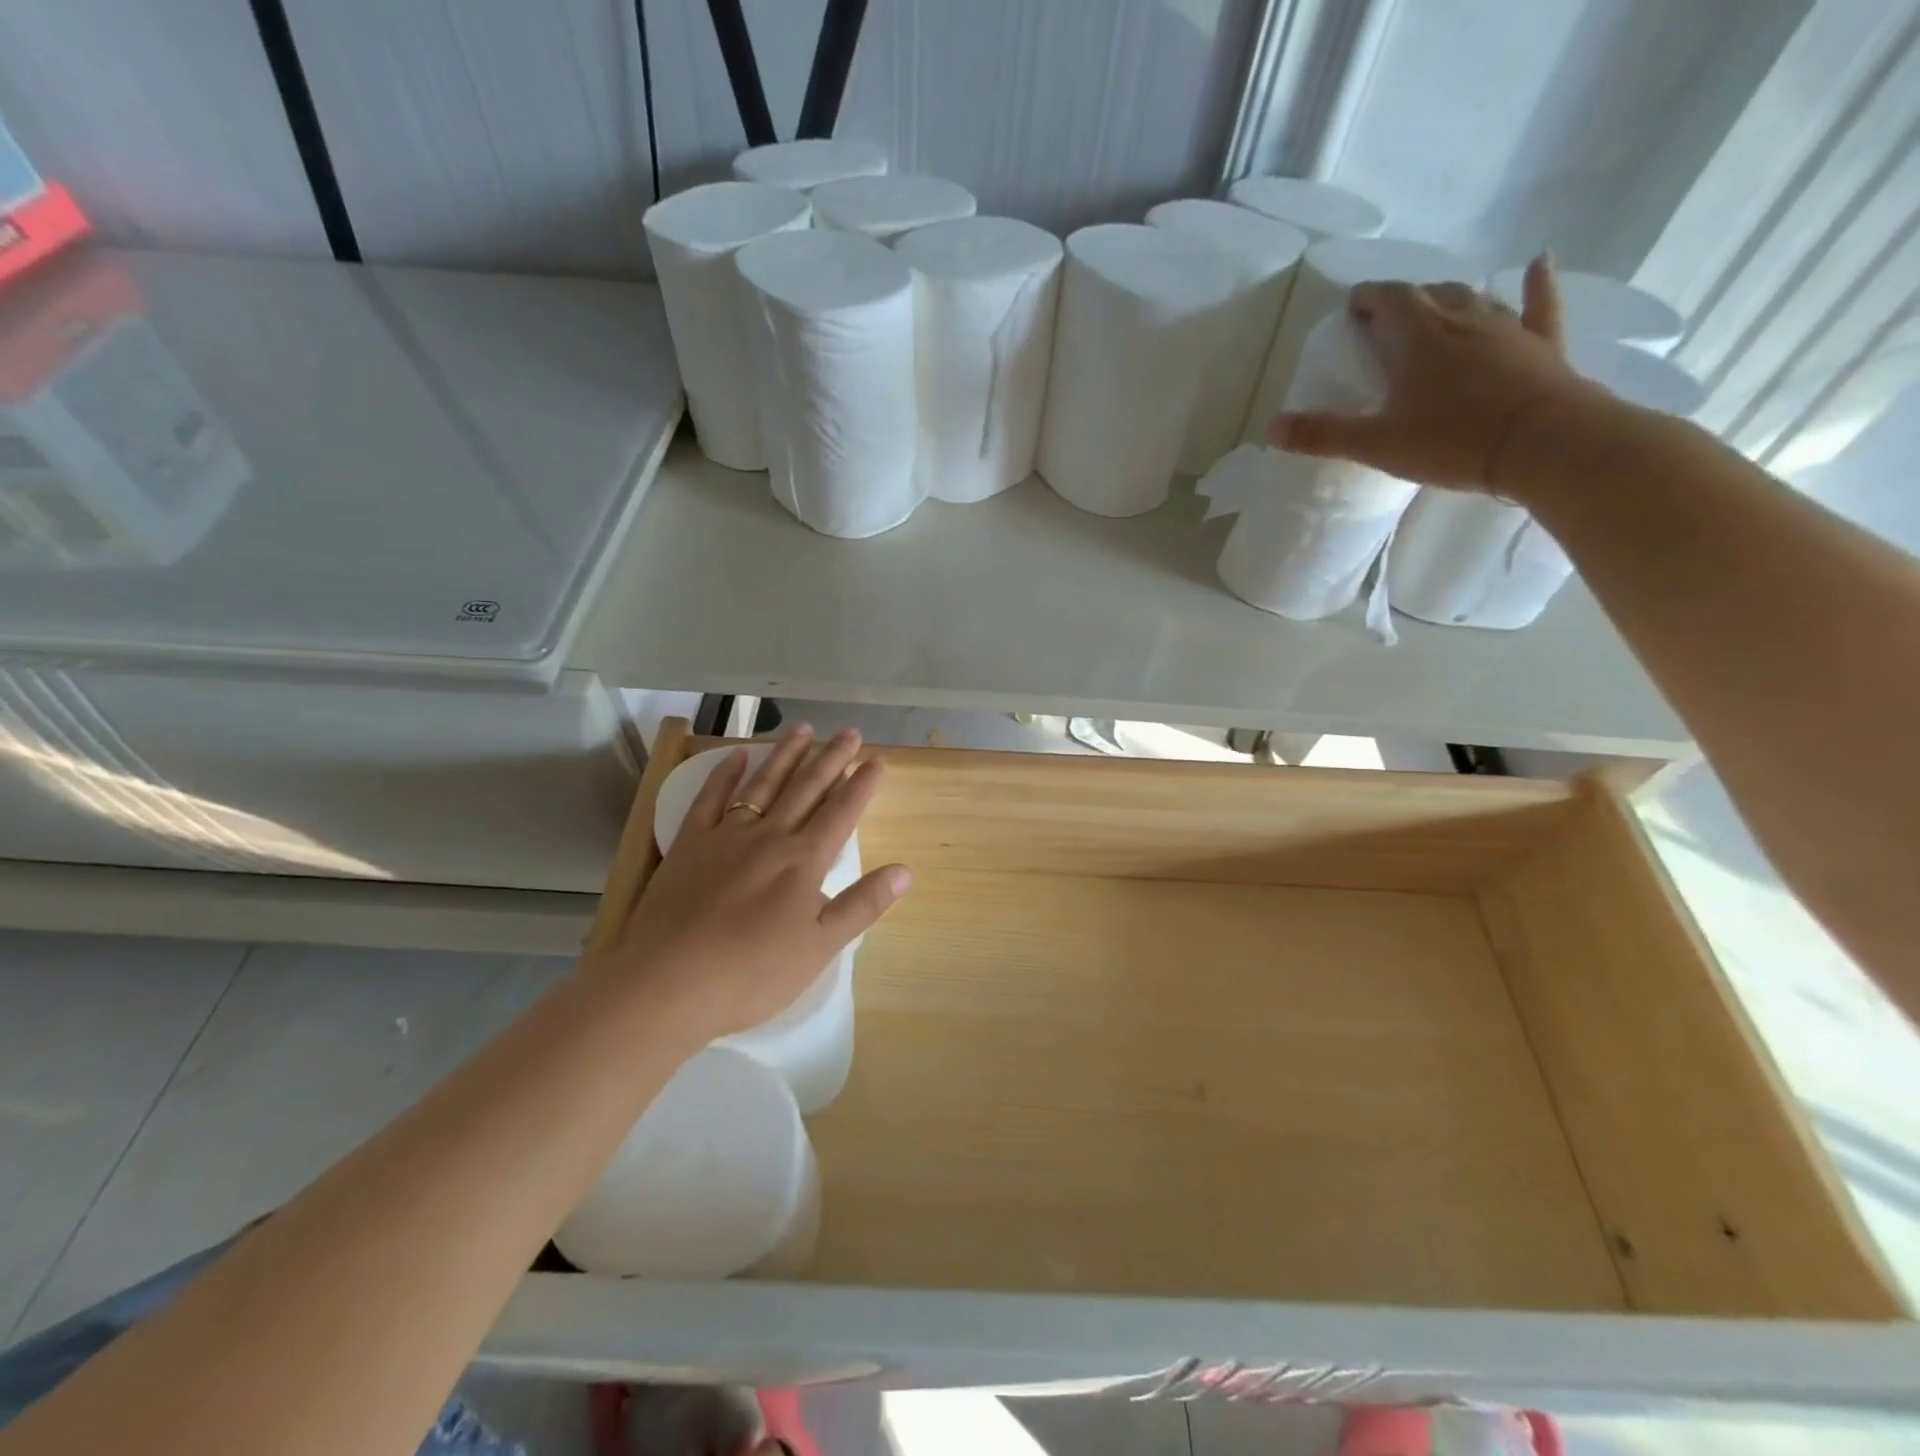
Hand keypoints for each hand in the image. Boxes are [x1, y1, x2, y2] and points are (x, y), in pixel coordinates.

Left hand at [598, 725, 911, 1043]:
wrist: (667, 983)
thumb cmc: (752, 973)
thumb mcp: (820, 947)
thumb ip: (863, 905)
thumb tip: (905, 870)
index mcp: (804, 860)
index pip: (842, 812)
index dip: (863, 784)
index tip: (878, 759)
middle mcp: (770, 836)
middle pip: (807, 788)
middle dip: (832, 758)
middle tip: (850, 731)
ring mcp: (726, 836)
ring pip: (764, 784)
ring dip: (786, 755)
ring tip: (803, 728)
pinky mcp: (689, 845)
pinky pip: (711, 799)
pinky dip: (725, 774)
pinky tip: (737, 755)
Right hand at [1266, 255, 1605, 495]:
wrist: (1543, 444)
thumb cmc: (1452, 441)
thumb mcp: (1376, 444)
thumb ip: (1322, 435)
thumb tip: (1270, 429)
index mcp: (1418, 337)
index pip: (1388, 300)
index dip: (1368, 299)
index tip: (1352, 307)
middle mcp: (1462, 319)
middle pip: (1428, 295)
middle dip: (1404, 302)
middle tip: (1386, 321)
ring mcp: (1507, 328)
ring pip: (1474, 299)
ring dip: (1450, 299)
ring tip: (1435, 308)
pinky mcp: (1541, 345)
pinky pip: (1540, 305)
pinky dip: (1537, 284)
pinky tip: (1539, 263)